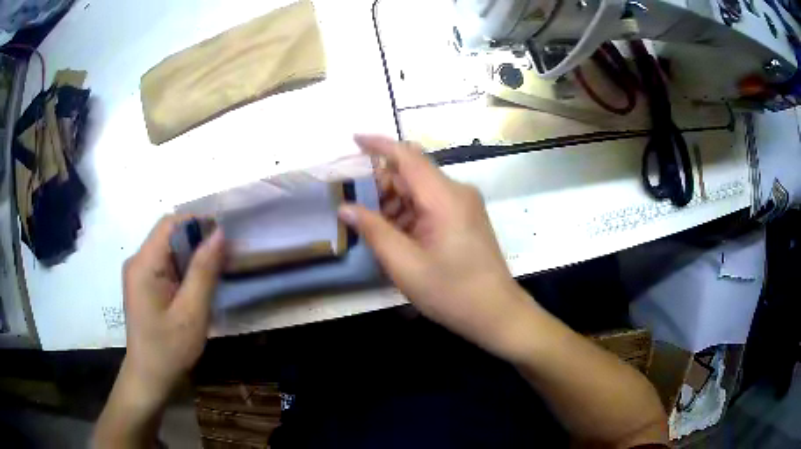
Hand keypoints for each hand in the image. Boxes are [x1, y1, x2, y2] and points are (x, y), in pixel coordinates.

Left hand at [121, 215, 225, 407]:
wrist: (149, 377)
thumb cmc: (169, 349)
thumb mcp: (191, 313)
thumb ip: (204, 271)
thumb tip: (219, 233)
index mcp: (144, 264)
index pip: (170, 224)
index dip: (198, 222)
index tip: (225, 236)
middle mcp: (138, 261)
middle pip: (170, 234)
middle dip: (199, 240)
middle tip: (227, 257)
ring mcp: (139, 273)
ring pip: (170, 249)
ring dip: (194, 255)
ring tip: (218, 271)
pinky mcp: (144, 284)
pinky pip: (167, 264)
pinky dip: (186, 268)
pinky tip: (200, 285)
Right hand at [339, 135, 530, 355]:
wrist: (496, 313)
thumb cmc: (451, 291)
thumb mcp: (404, 264)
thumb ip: (373, 230)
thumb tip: (345, 207)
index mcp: (444, 197)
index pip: (407, 156)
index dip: (378, 145)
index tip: (353, 139)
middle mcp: (457, 192)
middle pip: (412, 173)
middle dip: (381, 185)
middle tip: (357, 209)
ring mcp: (464, 205)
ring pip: (420, 190)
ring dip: (394, 203)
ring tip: (375, 230)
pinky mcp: (466, 218)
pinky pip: (431, 205)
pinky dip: (409, 214)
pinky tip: (397, 237)